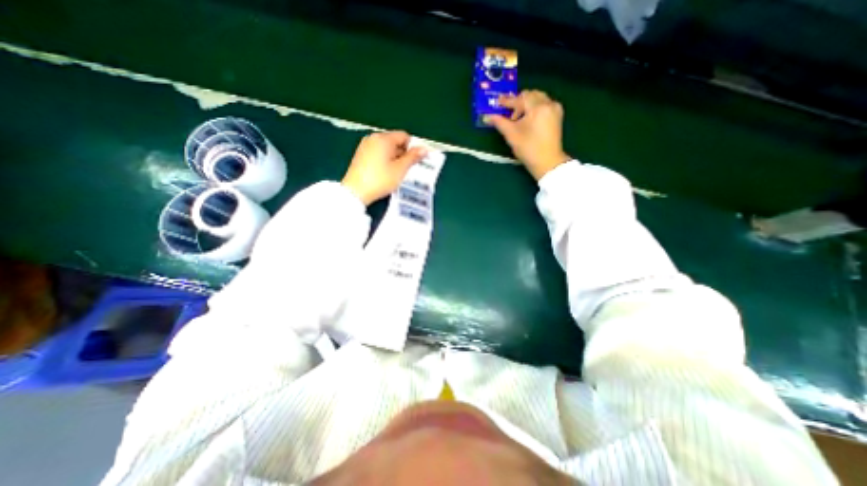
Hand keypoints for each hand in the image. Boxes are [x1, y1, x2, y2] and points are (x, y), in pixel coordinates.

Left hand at [345, 131, 427, 204]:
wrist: (355, 192)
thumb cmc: (380, 179)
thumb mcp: (400, 169)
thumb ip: (413, 157)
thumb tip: (424, 149)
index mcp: (384, 138)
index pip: (404, 136)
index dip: (412, 147)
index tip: (415, 161)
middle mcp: (373, 138)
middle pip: (395, 141)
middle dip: (403, 153)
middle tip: (407, 169)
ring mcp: (365, 146)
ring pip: (386, 148)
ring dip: (394, 158)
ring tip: (396, 173)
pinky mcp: (360, 155)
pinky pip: (378, 153)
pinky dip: (385, 160)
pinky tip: (385, 173)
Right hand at [484, 90, 574, 180]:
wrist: (547, 162)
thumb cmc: (528, 148)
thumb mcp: (512, 135)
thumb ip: (500, 122)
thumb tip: (487, 116)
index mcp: (538, 107)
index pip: (520, 99)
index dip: (507, 101)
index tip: (497, 102)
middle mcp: (549, 103)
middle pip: (530, 95)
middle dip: (518, 102)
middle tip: (509, 114)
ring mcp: (555, 109)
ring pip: (538, 99)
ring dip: (526, 105)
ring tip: (518, 120)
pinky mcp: (557, 116)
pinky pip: (543, 105)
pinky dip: (534, 108)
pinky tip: (528, 120)